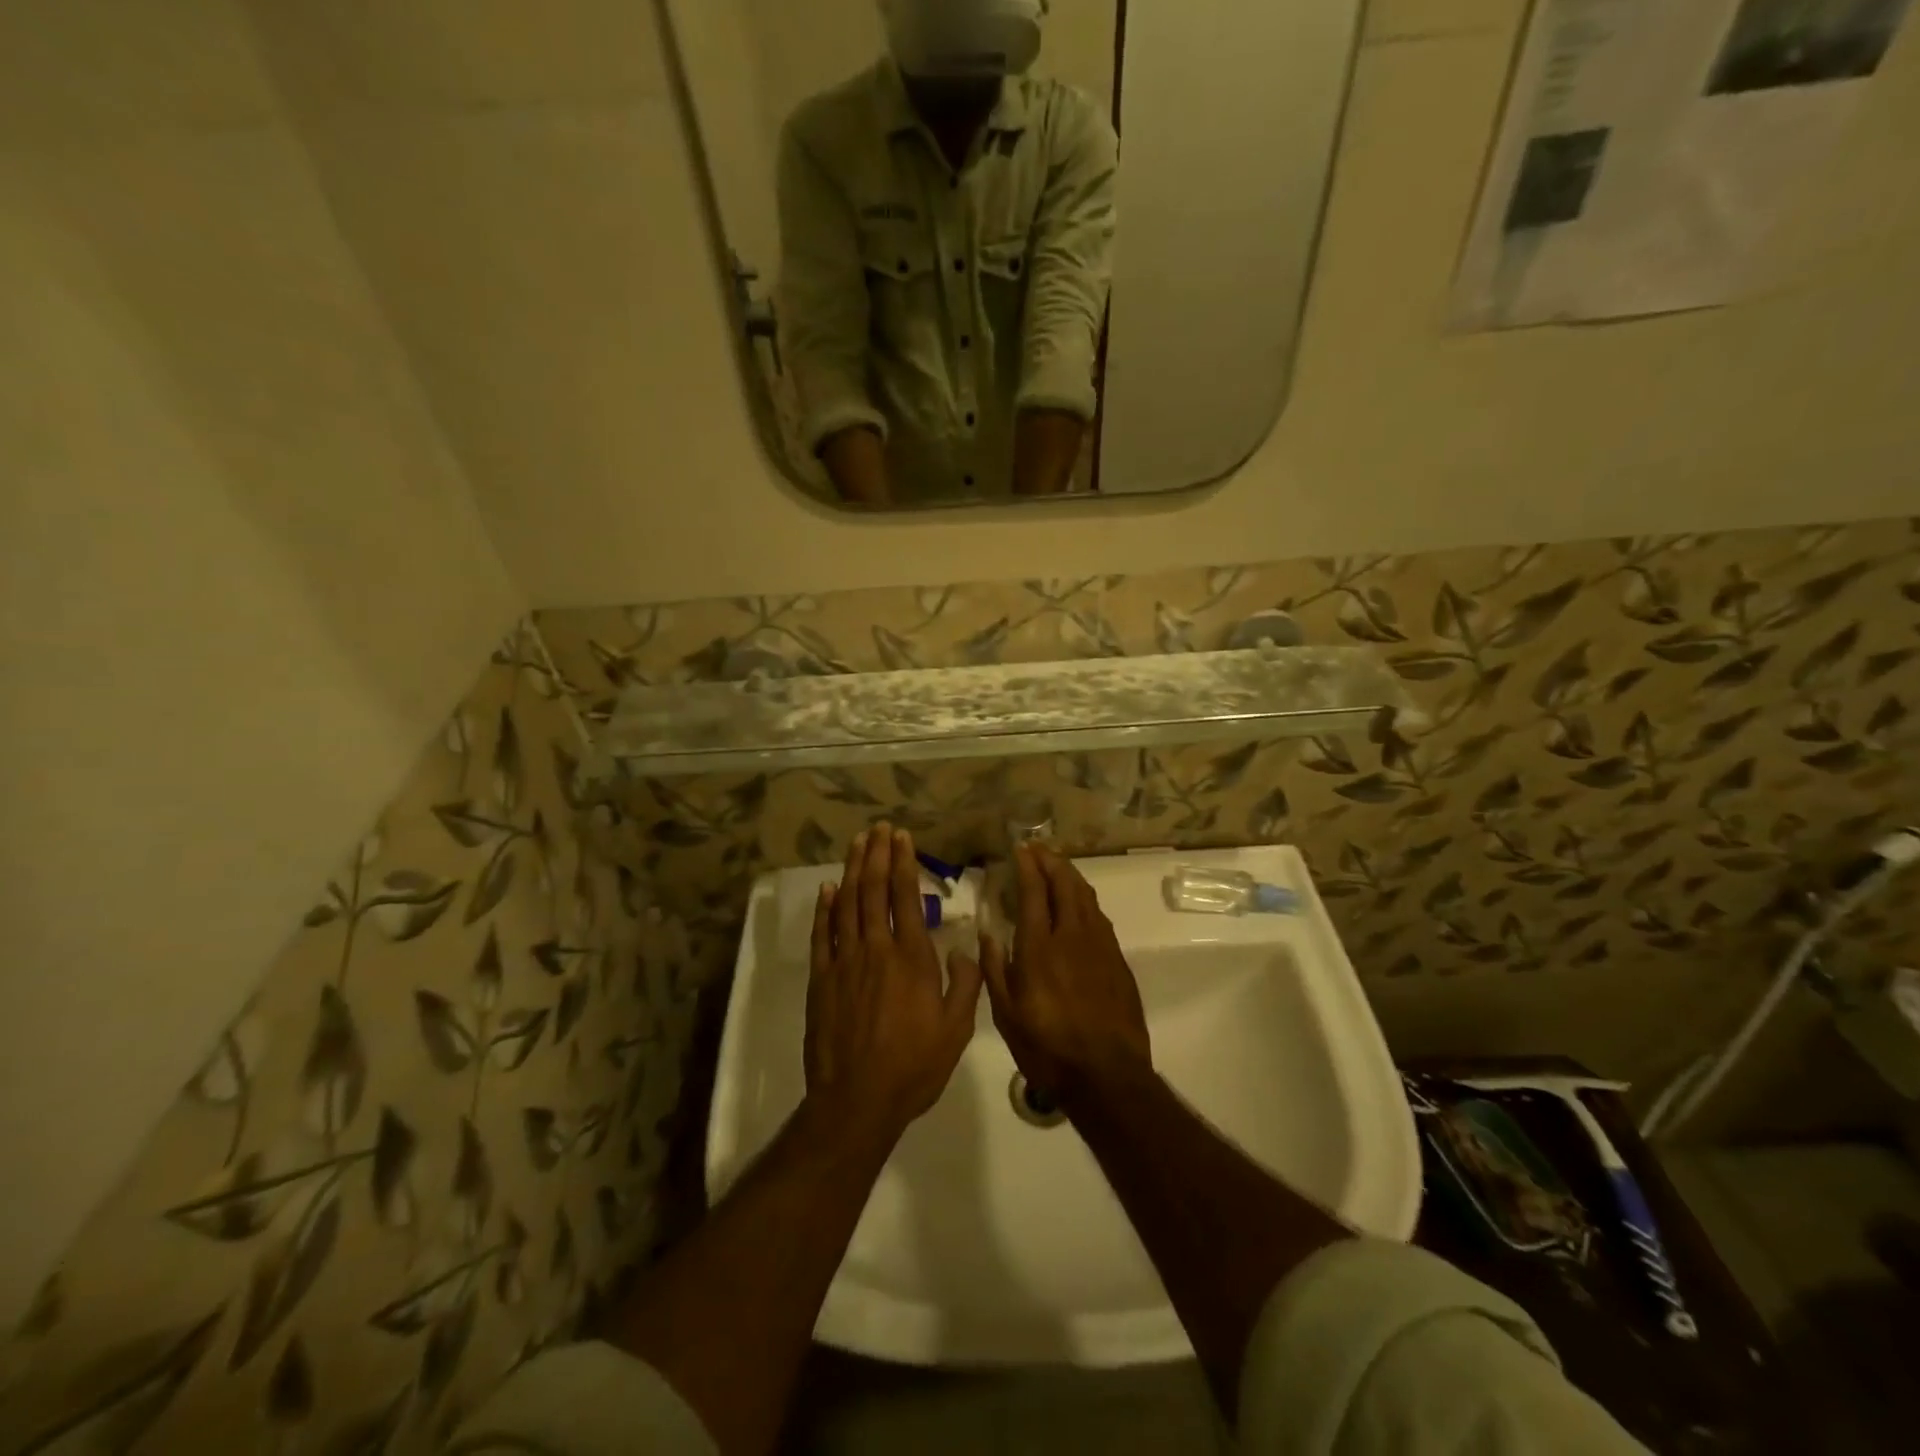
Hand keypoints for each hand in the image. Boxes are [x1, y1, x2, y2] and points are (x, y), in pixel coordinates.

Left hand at [805, 825, 982, 1142]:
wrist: (857, 1100)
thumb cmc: (914, 1066)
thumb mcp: (956, 1030)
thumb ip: (965, 985)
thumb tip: (964, 949)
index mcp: (912, 958)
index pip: (906, 898)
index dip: (904, 863)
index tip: (902, 837)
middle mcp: (877, 949)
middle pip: (874, 891)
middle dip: (877, 855)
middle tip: (878, 828)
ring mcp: (844, 962)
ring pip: (848, 904)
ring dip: (853, 870)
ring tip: (857, 843)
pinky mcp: (821, 979)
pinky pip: (822, 934)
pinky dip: (825, 908)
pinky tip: (828, 889)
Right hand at [976, 845, 1151, 1104]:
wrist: (1107, 1075)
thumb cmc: (1048, 1048)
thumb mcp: (1007, 1015)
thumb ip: (995, 970)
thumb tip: (988, 933)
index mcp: (1039, 948)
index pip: (1034, 893)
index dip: (1028, 867)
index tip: (1021, 849)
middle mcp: (1072, 937)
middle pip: (1065, 885)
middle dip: (1051, 861)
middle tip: (1039, 848)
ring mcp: (1100, 946)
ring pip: (1086, 897)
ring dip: (1071, 876)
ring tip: (1058, 866)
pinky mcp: (1117, 961)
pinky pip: (1099, 917)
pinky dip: (1086, 899)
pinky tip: (1080, 904)